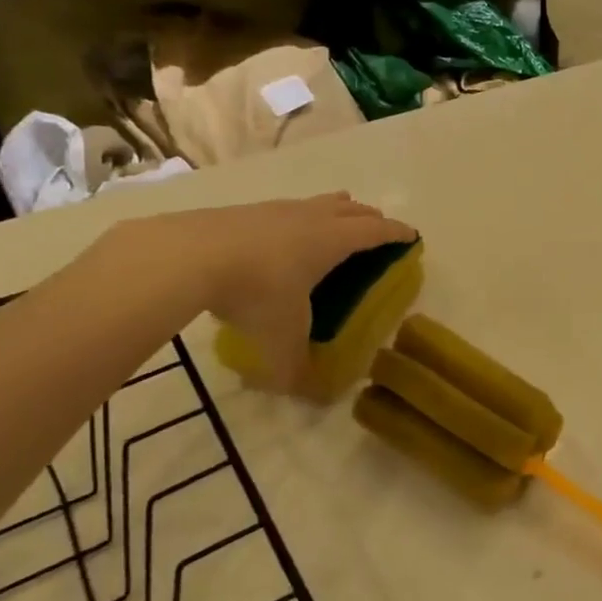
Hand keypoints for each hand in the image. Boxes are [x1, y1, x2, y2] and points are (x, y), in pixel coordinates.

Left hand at [122, 194, 415, 388]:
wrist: (189, 256)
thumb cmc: (255, 292)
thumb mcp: (281, 339)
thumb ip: (297, 370)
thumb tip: (310, 397)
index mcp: (332, 241)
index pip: (375, 231)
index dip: (396, 233)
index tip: (412, 235)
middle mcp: (310, 218)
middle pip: (351, 209)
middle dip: (369, 217)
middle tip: (378, 227)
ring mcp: (275, 210)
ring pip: (317, 203)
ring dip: (334, 209)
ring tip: (337, 218)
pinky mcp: (243, 211)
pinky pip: (284, 210)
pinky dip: (297, 217)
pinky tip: (282, 235)